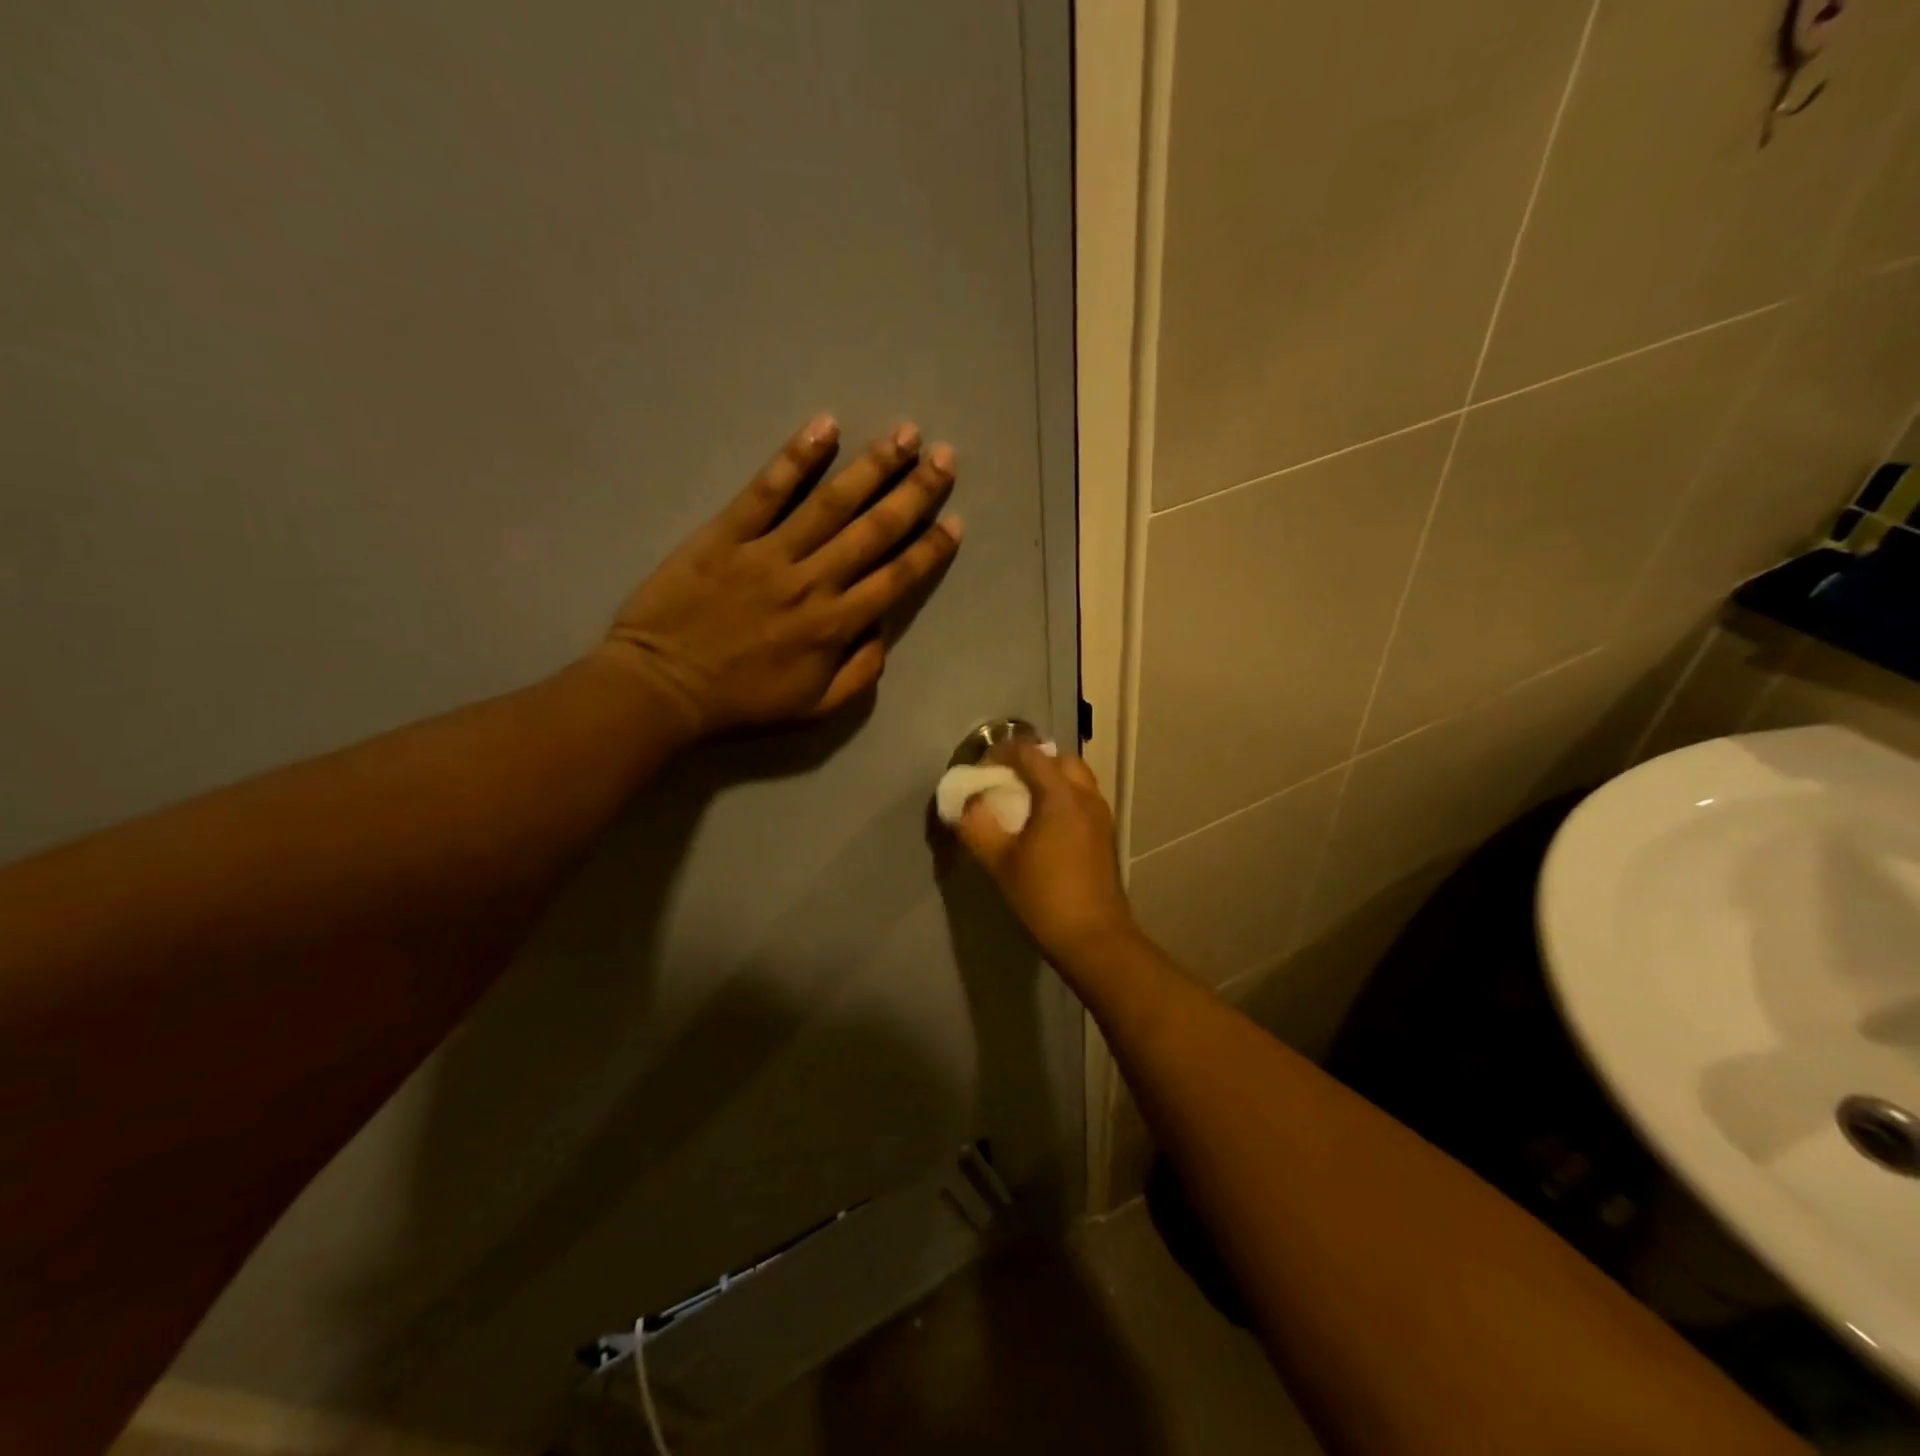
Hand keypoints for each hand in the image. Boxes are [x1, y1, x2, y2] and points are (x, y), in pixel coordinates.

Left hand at [599, 416, 961, 737]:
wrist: (663, 689)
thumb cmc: (741, 702)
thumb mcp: (815, 709)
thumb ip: (860, 673)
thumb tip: (883, 631)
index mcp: (836, 625)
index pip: (896, 578)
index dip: (929, 549)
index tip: (954, 521)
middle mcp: (813, 581)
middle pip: (874, 530)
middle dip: (914, 492)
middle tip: (944, 457)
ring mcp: (769, 553)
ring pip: (831, 503)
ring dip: (872, 466)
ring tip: (904, 434)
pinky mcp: (727, 534)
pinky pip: (767, 490)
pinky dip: (796, 458)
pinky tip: (824, 427)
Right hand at [951, 741, 1137, 965]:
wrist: (1094, 937)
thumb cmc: (1044, 896)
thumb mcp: (999, 861)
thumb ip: (977, 825)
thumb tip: (963, 804)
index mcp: (1060, 795)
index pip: (1029, 753)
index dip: (1001, 753)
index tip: (981, 770)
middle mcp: (1085, 795)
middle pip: (1058, 759)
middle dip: (1029, 761)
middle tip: (1004, 781)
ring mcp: (1100, 814)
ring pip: (1074, 778)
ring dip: (1048, 778)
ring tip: (1022, 801)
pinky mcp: (1105, 834)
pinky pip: (1082, 798)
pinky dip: (1062, 796)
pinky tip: (1043, 824)